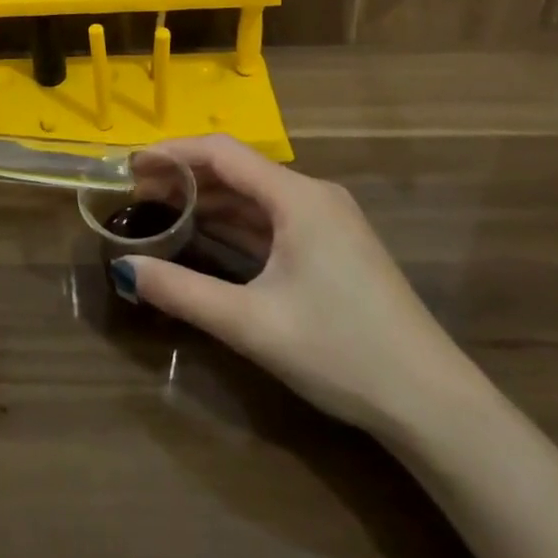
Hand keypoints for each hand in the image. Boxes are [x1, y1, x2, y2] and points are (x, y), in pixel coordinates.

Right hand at [115, 135, 475, 433]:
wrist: (433, 404)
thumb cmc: (340, 350)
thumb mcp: (253, 324)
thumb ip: (183, 292)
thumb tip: (124, 269)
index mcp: (297, 196)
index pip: (222, 153)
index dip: (173, 153)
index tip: (131, 165)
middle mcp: (313, 195)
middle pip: (238, 171)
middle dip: (186, 178)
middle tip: (137, 193)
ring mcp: (328, 222)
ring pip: (256, 198)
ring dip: (210, 202)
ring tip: (162, 211)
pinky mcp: (334, 248)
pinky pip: (274, 222)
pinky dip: (237, 225)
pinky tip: (208, 238)